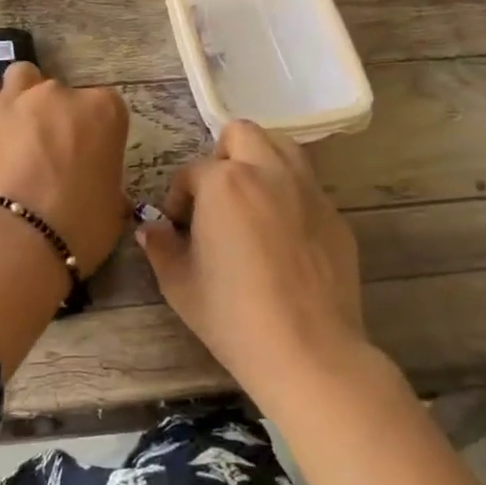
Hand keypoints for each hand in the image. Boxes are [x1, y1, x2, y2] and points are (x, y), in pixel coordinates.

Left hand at [0, 63, 129, 375]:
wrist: (14, 242)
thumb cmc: (76, 230)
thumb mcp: (112, 207)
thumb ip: (106, 180)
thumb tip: (95, 182)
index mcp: (103, 113)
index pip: (105, 106)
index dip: (95, 131)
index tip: (87, 156)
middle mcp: (59, 94)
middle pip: (61, 92)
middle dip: (57, 117)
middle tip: (48, 154)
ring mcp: (14, 98)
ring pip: (22, 76)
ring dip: (22, 96)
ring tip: (15, 131)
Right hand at [136, 119, 365, 409]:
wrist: (308, 350)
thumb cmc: (233, 316)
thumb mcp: (180, 284)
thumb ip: (160, 247)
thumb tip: (150, 229)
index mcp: (224, 183)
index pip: (192, 171)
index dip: (179, 198)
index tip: (179, 228)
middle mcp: (268, 173)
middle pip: (242, 134)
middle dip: (222, 156)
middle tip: (216, 197)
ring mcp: (309, 191)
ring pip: (282, 148)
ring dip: (260, 163)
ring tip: (251, 203)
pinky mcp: (335, 216)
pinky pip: (308, 187)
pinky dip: (290, 195)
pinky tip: (283, 238)